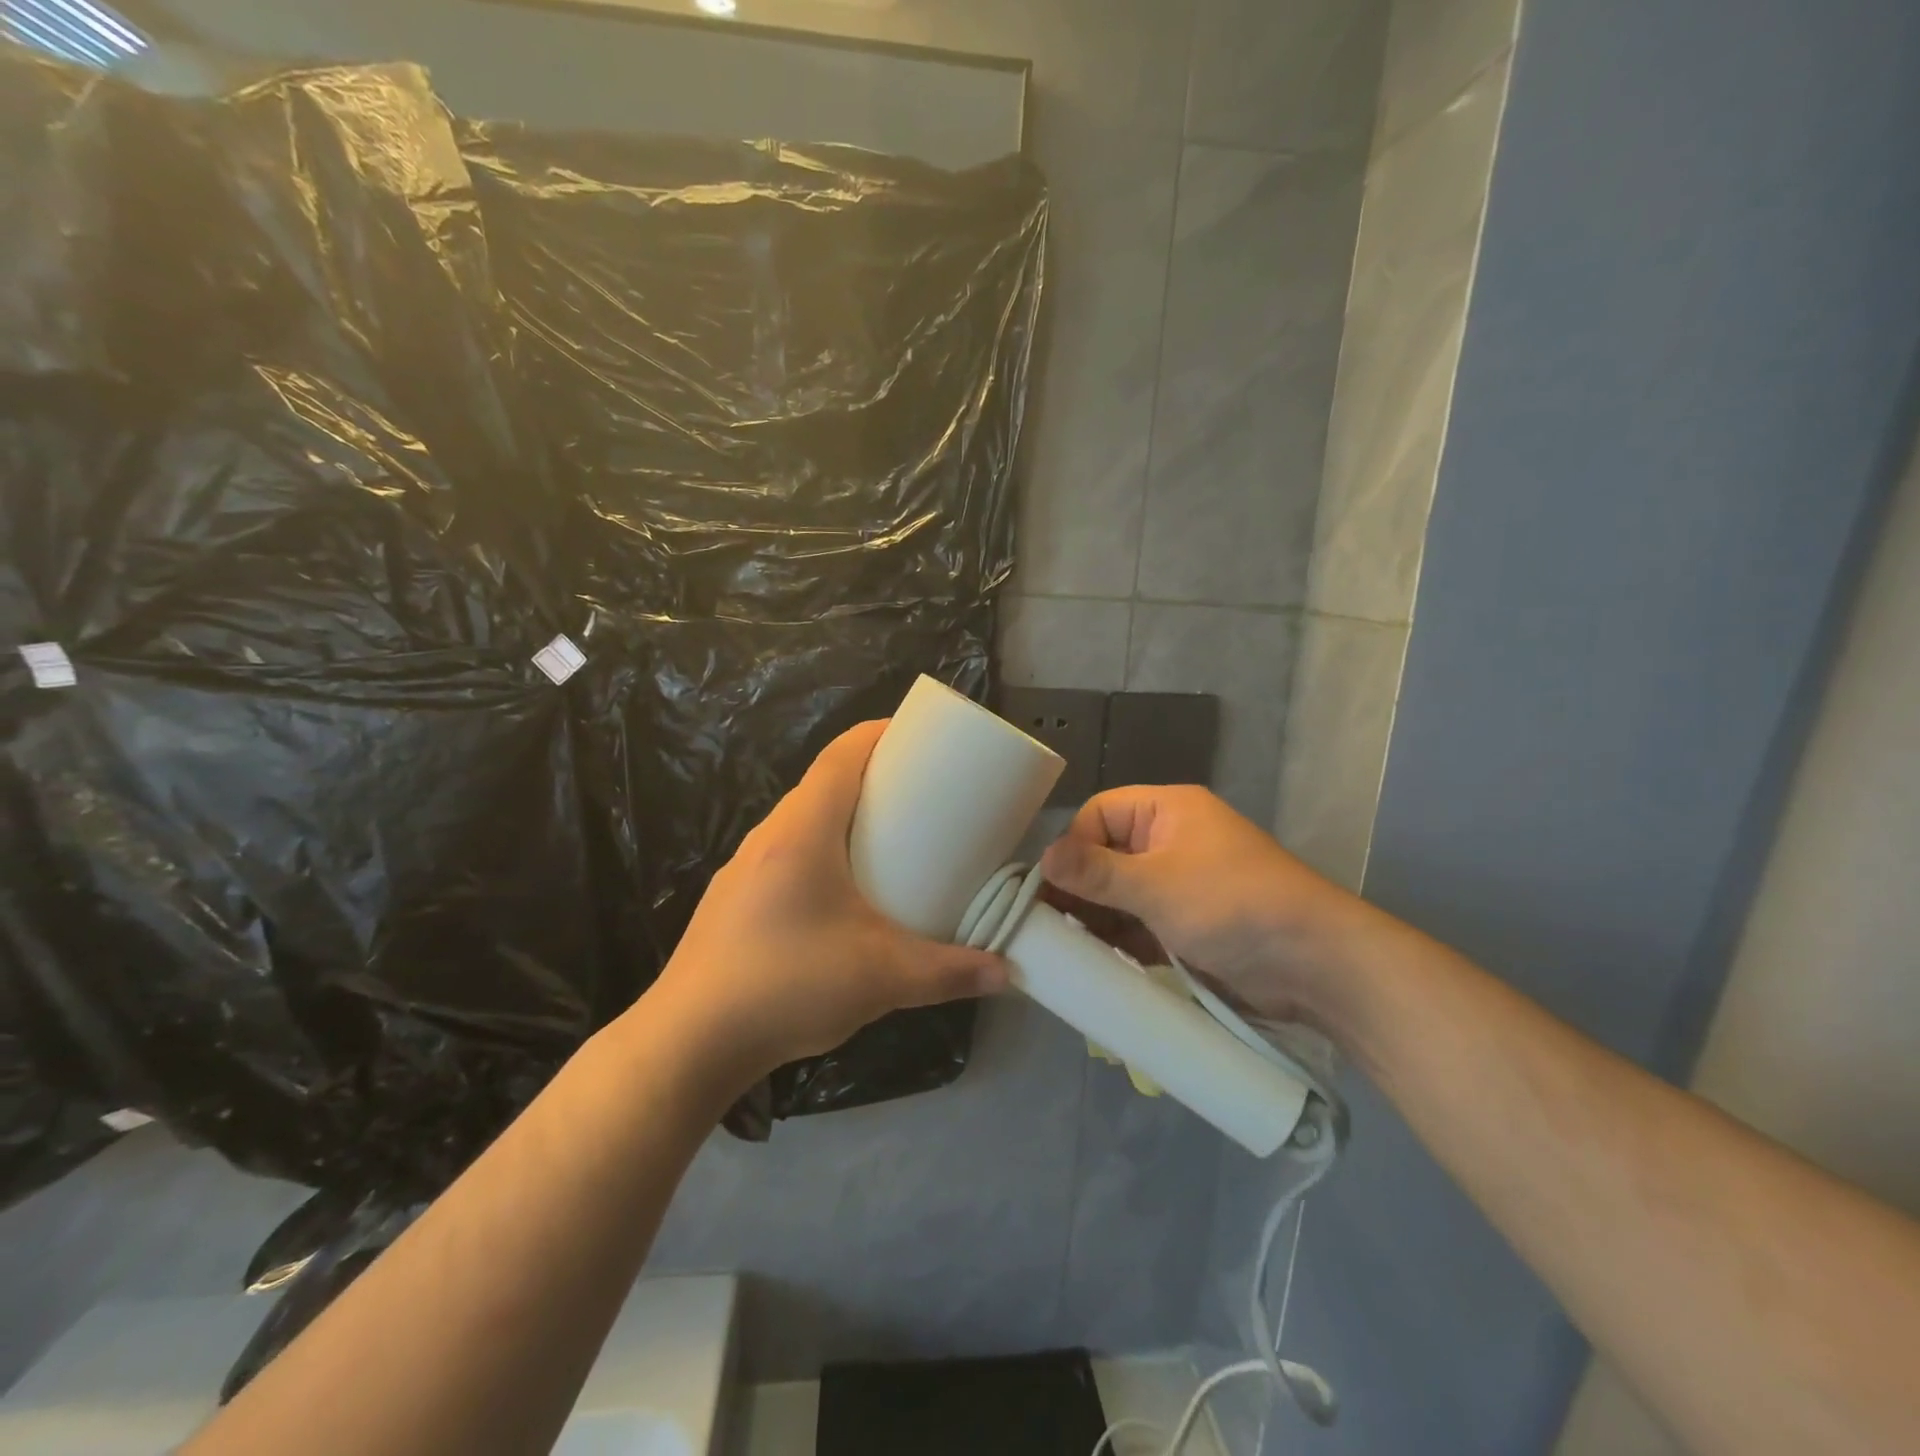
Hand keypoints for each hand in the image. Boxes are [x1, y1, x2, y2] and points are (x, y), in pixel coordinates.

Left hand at [642, 721, 1008, 1084]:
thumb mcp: (882, 977)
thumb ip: (948, 972)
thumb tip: (1004, 972)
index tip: (921, 738)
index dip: (880, 734)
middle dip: (872, 779)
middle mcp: (768, 837)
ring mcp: (743, 870)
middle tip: (921, 798)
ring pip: (801, 822)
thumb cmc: (788, 984)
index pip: (841, 755)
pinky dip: (820, 853)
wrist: (688, 1044)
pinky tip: (839, 898)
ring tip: (887, 845)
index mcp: (803, 831)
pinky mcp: (732, 903)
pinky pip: (785, 856)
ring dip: (843, 820)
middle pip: (823, 785)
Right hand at [1039, 785, 1374, 1025]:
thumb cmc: (1231, 904)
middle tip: (1045, 924)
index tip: (1049, 887)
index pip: (1098, 814)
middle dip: (1078, 889)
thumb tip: (1041, 857)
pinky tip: (1093, 963)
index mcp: (1166, 811)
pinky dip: (1118, 941)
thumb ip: (1096, 872)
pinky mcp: (1187, 926)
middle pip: (1106, 856)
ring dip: (1095, 920)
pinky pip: (1139, 925)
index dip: (1072, 846)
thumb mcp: (1157, 885)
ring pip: (1120, 895)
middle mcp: (1169, 842)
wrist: (1314, 965)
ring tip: (1062, 949)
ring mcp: (1179, 886)